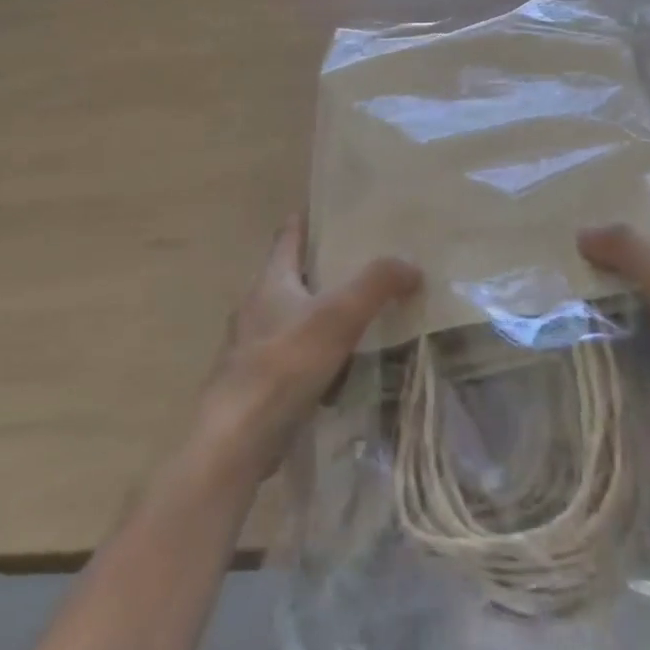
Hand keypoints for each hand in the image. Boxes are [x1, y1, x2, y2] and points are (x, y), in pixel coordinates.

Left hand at [196, 215, 419, 480]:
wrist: (237, 439)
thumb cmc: (284, 364)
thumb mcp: (338, 315)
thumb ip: (376, 284)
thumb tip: (411, 264)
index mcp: (271, 281)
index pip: (288, 236)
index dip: (307, 221)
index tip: (331, 210)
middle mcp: (256, 307)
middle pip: (290, 276)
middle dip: (321, 267)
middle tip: (362, 262)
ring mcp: (252, 347)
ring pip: (291, 317)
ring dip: (318, 313)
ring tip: (358, 313)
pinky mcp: (257, 384)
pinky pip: (292, 357)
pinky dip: (314, 353)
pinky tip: (340, 366)